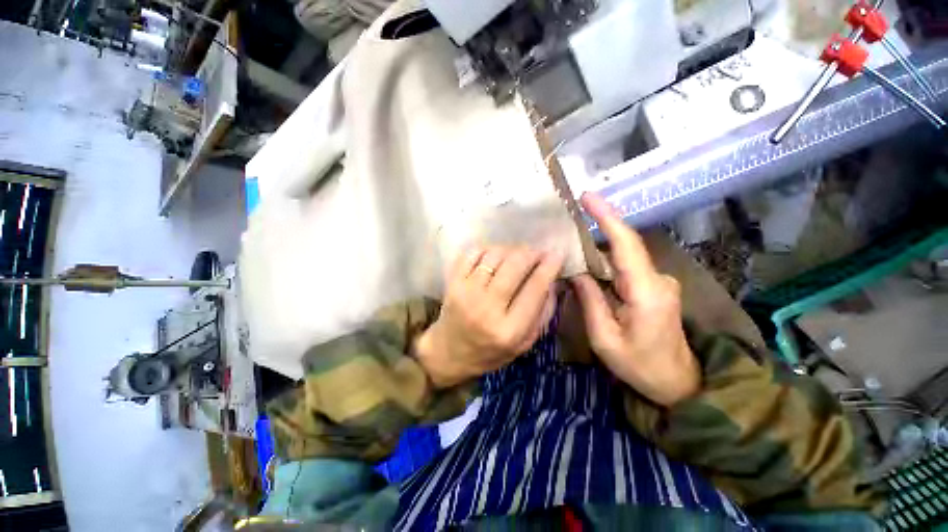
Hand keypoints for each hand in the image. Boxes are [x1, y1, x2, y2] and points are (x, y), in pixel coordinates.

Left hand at [415, 246, 562, 387]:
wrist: (449, 352)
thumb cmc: (490, 351)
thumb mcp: (524, 343)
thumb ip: (542, 313)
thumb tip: (551, 280)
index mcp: (509, 330)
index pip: (535, 289)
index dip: (549, 267)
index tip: (557, 254)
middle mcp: (487, 308)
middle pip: (514, 266)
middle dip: (531, 253)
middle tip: (537, 252)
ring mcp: (466, 292)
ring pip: (494, 256)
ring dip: (511, 250)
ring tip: (517, 255)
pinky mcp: (452, 282)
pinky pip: (472, 253)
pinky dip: (487, 249)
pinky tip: (495, 256)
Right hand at [570, 193, 699, 406]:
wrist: (679, 383)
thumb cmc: (640, 366)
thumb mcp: (605, 339)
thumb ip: (590, 302)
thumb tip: (576, 272)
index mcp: (646, 292)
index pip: (626, 244)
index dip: (608, 217)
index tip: (588, 197)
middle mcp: (658, 279)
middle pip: (625, 245)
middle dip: (599, 226)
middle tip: (571, 216)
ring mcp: (660, 282)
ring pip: (625, 255)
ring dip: (599, 246)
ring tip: (573, 240)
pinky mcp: (655, 286)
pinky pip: (627, 267)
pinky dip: (607, 261)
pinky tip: (589, 263)